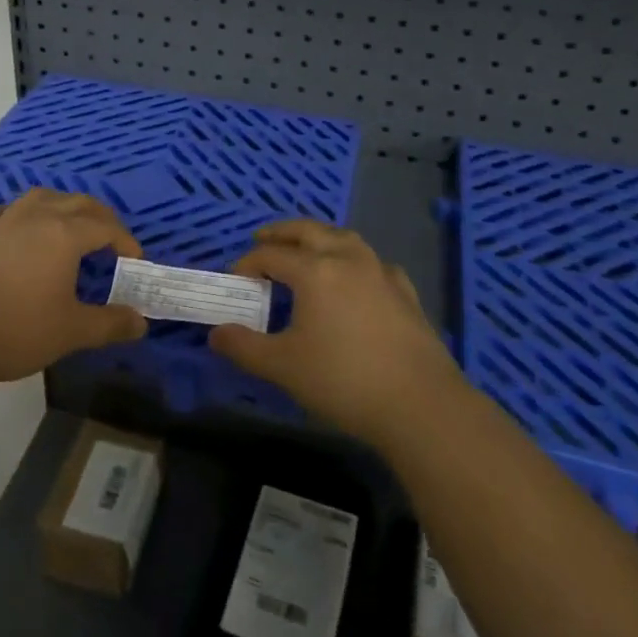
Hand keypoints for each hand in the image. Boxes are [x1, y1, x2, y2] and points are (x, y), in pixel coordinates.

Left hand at [0, 188, 147, 389]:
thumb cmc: (17, 329)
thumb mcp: (72, 332)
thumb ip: (110, 324)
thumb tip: (141, 322)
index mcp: (65, 234)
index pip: (106, 227)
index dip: (125, 241)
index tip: (134, 261)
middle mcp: (36, 218)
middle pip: (77, 203)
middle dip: (100, 217)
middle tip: (111, 239)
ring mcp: (2, 223)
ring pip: (39, 198)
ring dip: (61, 205)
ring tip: (69, 224)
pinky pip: (0, 212)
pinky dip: (15, 214)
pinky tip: (15, 226)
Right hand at [208, 221, 459, 446]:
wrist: (420, 405)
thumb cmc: (343, 380)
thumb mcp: (283, 367)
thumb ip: (244, 347)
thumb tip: (216, 334)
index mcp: (315, 270)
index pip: (271, 255)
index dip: (248, 264)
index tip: (235, 281)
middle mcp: (347, 259)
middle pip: (309, 231)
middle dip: (282, 232)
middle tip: (263, 238)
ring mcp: (380, 273)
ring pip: (344, 238)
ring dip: (320, 237)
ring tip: (306, 249)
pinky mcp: (405, 292)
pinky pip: (373, 262)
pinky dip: (354, 259)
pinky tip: (356, 277)